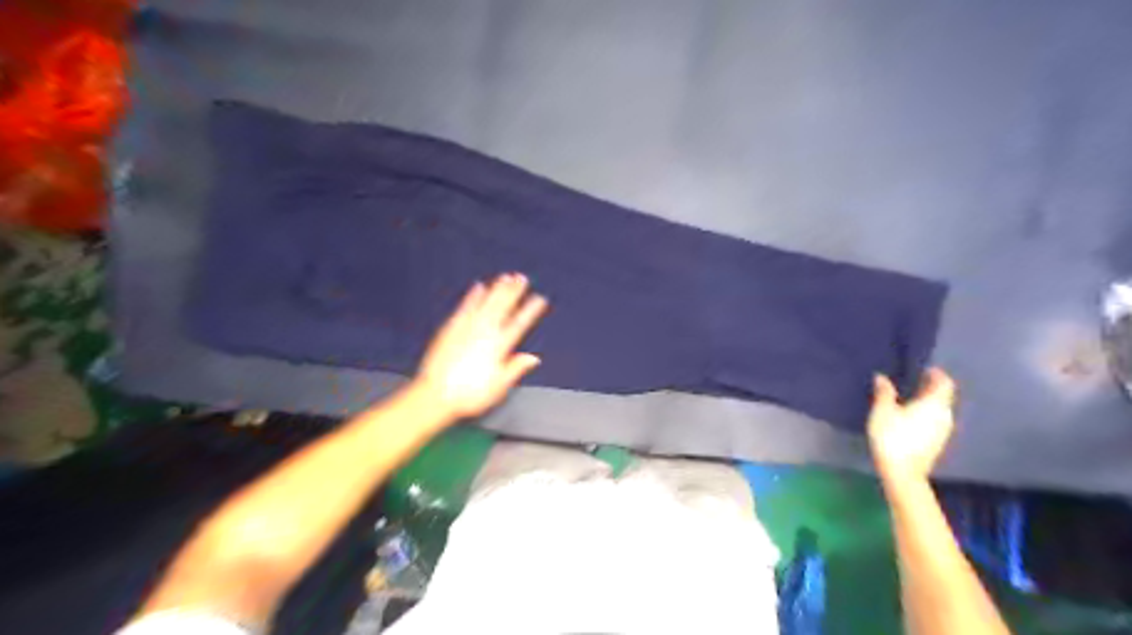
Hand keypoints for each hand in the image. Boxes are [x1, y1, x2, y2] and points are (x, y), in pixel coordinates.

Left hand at [416, 270, 551, 415]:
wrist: (436, 395)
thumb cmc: (470, 395)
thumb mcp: (499, 387)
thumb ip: (516, 368)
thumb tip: (534, 358)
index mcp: (499, 348)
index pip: (519, 324)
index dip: (530, 310)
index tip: (539, 299)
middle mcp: (484, 333)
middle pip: (502, 308)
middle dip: (513, 292)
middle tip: (522, 278)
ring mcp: (467, 328)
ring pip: (485, 304)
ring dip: (496, 289)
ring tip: (506, 277)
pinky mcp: (451, 328)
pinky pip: (465, 308)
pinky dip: (472, 297)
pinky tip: (478, 287)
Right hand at [869, 366, 952, 481]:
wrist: (903, 472)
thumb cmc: (893, 436)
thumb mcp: (882, 411)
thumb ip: (884, 392)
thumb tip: (882, 377)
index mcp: (934, 403)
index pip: (944, 383)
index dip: (936, 374)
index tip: (923, 369)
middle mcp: (945, 414)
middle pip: (943, 396)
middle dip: (931, 387)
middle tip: (912, 381)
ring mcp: (943, 430)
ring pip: (940, 409)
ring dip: (928, 401)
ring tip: (909, 398)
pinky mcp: (937, 442)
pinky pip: (935, 421)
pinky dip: (926, 414)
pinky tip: (910, 417)